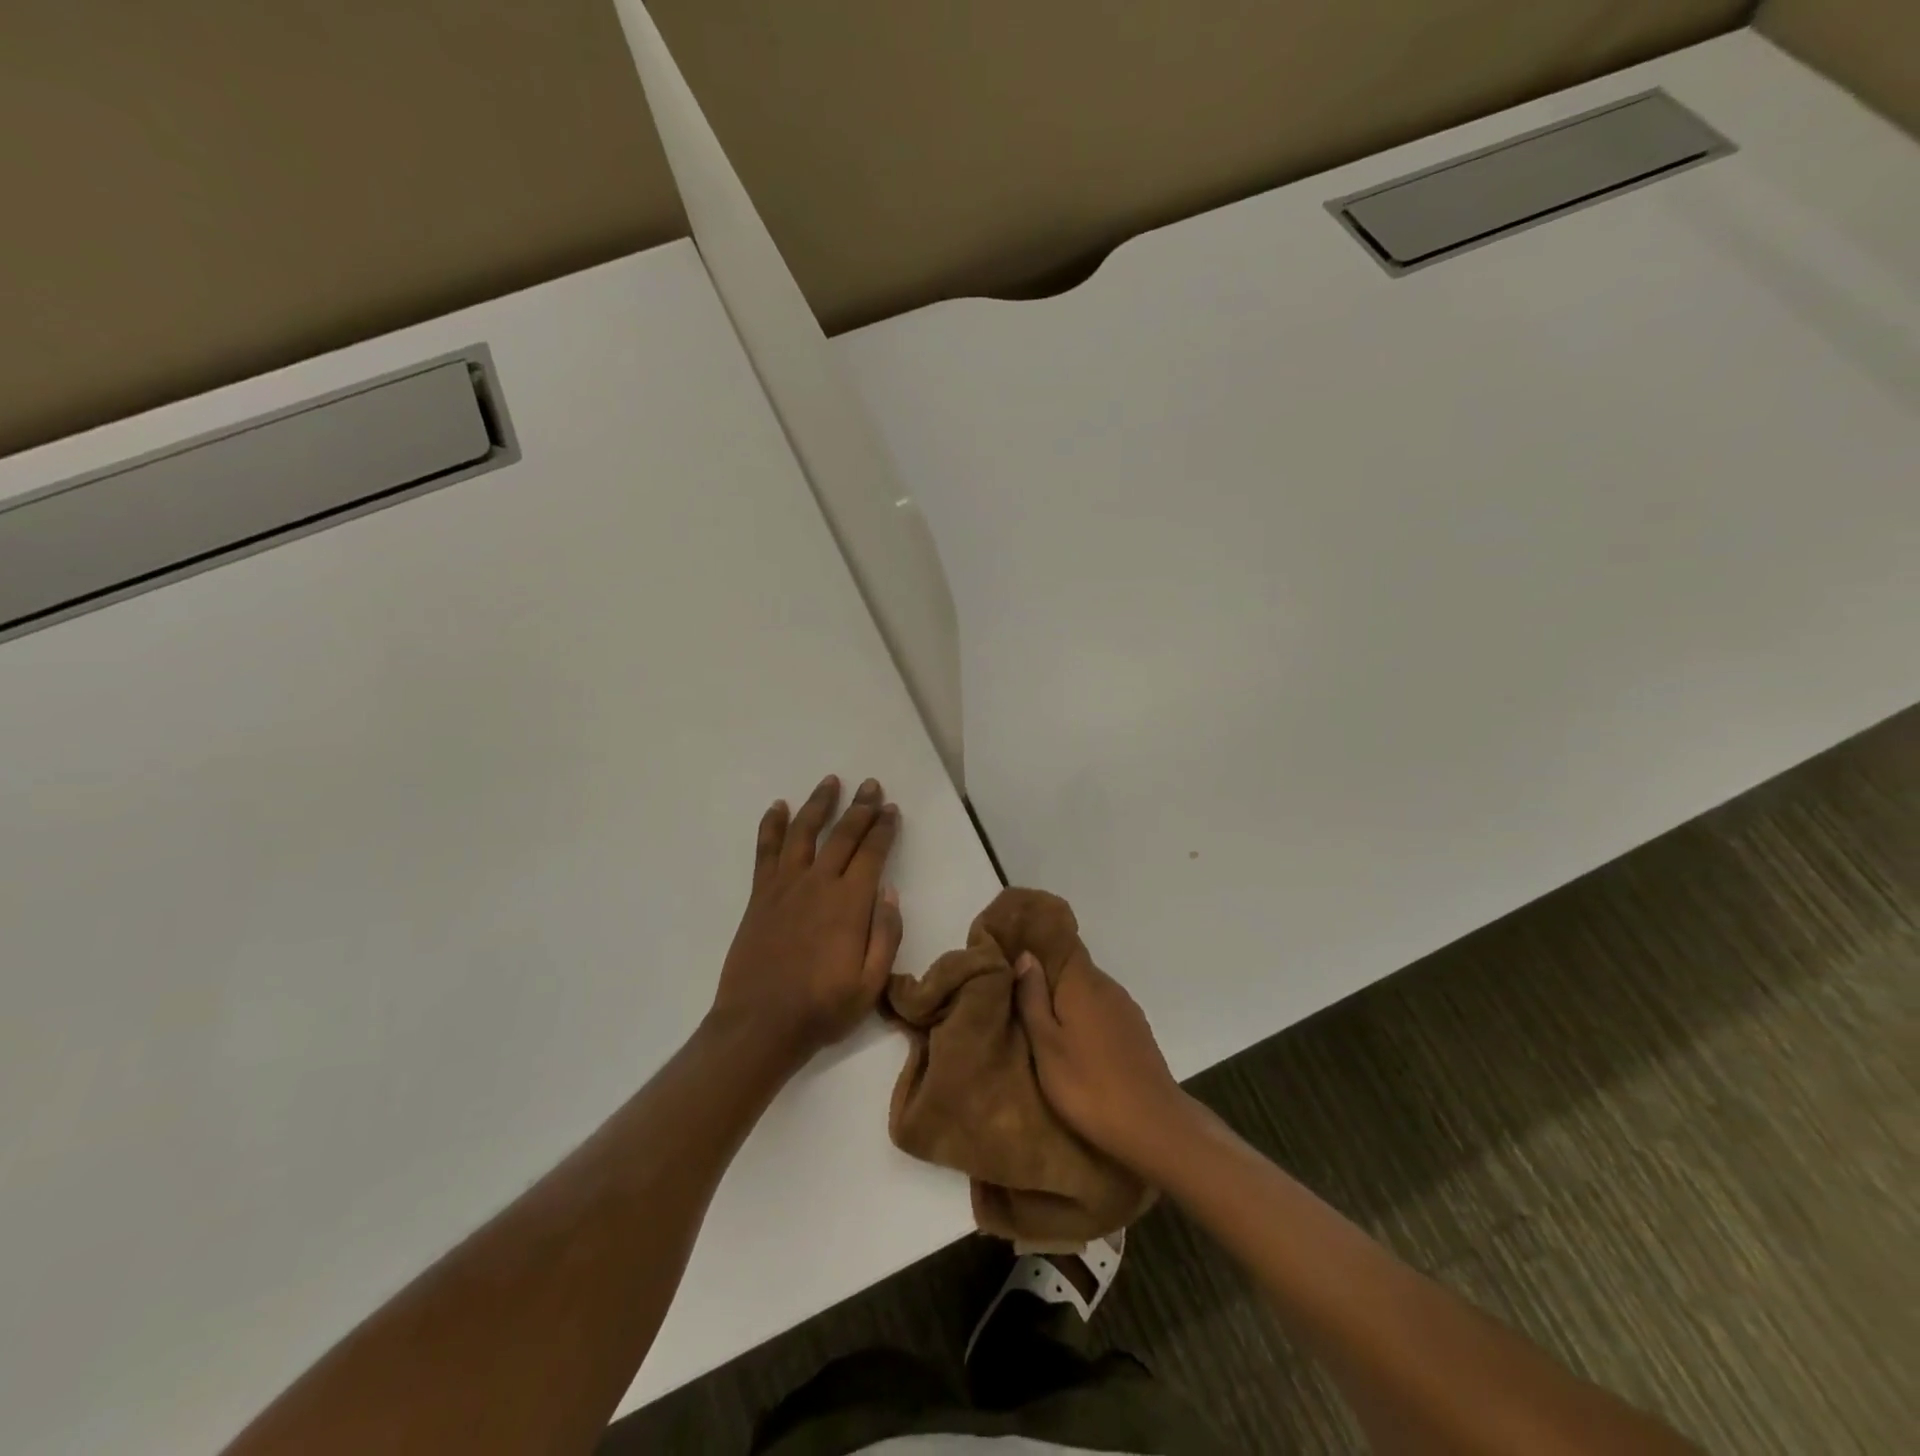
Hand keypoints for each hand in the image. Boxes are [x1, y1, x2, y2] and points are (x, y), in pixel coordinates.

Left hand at [711, 775, 903, 1066]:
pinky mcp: (760, 895)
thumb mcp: (871, 984)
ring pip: (804, 832)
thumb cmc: (822, 1008)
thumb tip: (889, 892)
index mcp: (850, 903)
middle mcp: (818, 883)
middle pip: (843, 834)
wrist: (760, 1025)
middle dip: (861, 807)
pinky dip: (772, 825)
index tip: (892, 809)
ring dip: (819, 804)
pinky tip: (778, 807)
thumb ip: (885, 935)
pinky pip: (766, 850)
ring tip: (831, 782)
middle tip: (872, 785)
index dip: (884, 828)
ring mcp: (785, 886)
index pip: (872, 853)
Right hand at [1015, 949, 1190, 1172]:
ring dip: (1068, 1001)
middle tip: (1019, 993)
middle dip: (1049, 977)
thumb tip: (1025, 955)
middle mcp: (1107, 986)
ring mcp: (1126, 1009)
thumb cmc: (1088, 1085)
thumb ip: (1033, 998)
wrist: (1153, 1126)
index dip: (1039, 946)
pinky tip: (1075, 1041)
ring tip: (1043, 1020)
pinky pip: (1103, 1011)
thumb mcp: (1046, 1045)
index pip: (1061, 944)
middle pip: (1074, 969)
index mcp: (1082, 982)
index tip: (1015, 953)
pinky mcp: (1137, 1032)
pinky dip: (1086, 1017)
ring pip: (1089, 992)